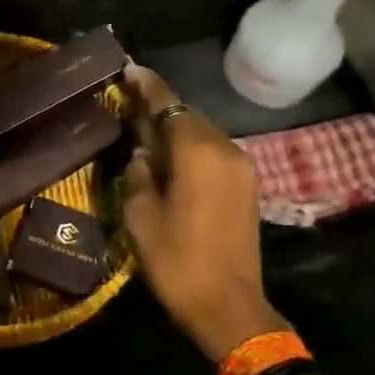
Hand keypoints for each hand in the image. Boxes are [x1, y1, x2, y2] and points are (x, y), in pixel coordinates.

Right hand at [121, 64, 285, 361]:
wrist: (228, 305)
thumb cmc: (176, 261)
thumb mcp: (141, 218)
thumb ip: (138, 176)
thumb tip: (142, 156)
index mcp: (197, 153)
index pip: (169, 105)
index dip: (147, 86)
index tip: (128, 68)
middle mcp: (225, 150)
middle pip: (188, 116)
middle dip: (159, 108)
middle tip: (127, 104)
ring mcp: (241, 168)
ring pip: (202, 135)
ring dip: (175, 130)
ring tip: (144, 133)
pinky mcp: (246, 187)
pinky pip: (214, 154)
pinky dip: (191, 149)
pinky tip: (170, 161)